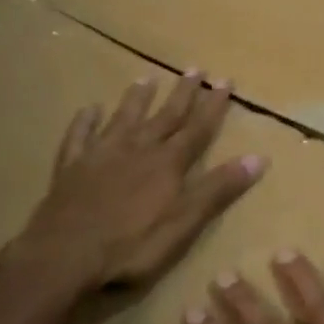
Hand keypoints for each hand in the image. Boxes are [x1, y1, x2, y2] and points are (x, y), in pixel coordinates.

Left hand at [2, 70, 266, 297]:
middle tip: (194, 68)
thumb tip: (258, 157)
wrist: (65, 255)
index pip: (197, 129)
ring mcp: (100, 155)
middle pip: (164, 116)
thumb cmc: (132, 245)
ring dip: (136, 98)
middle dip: (182, 93)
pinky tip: (89, 109)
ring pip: (123, 118)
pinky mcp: (71, 168)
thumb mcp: (185, 222)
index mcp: (167, 163)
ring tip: (146, 78)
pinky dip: (85, 121)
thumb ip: (218, 189)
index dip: (213, 106)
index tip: (225, 81)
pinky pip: (79, 136)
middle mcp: (137, 149)